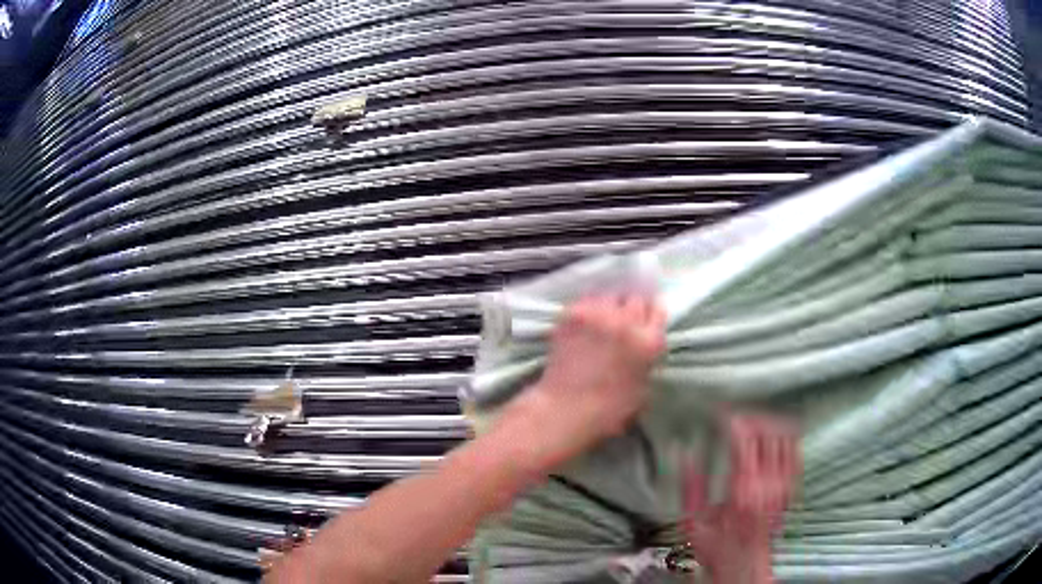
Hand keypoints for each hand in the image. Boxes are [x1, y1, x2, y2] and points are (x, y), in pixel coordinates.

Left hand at [499, 294, 665, 470]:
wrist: (566, 408)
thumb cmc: (609, 411)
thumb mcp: (643, 389)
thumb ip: (647, 361)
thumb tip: (643, 348)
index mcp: (650, 342)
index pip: (658, 310)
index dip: (651, 314)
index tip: (645, 319)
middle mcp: (628, 321)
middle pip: (636, 297)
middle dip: (632, 307)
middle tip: (624, 319)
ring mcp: (600, 314)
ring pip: (611, 294)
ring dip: (610, 304)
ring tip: (603, 317)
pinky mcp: (575, 313)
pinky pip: (588, 299)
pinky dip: (590, 306)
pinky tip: (586, 319)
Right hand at [684, 414, 799, 583]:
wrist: (742, 562)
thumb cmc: (715, 544)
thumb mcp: (692, 518)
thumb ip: (689, 482)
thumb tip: (682, 451)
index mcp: (742, 487)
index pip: (745, 439)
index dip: (736, 420)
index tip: (724, 414)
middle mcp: (767, 482)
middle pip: (769, 432)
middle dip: (754, 418)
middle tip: (739, 416)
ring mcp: (783, 484)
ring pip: (786, 439)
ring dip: (772, 425)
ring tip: (756, 421)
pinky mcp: (790, 489)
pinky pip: (796, 454)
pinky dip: (788, 439)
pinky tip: (778, 435)